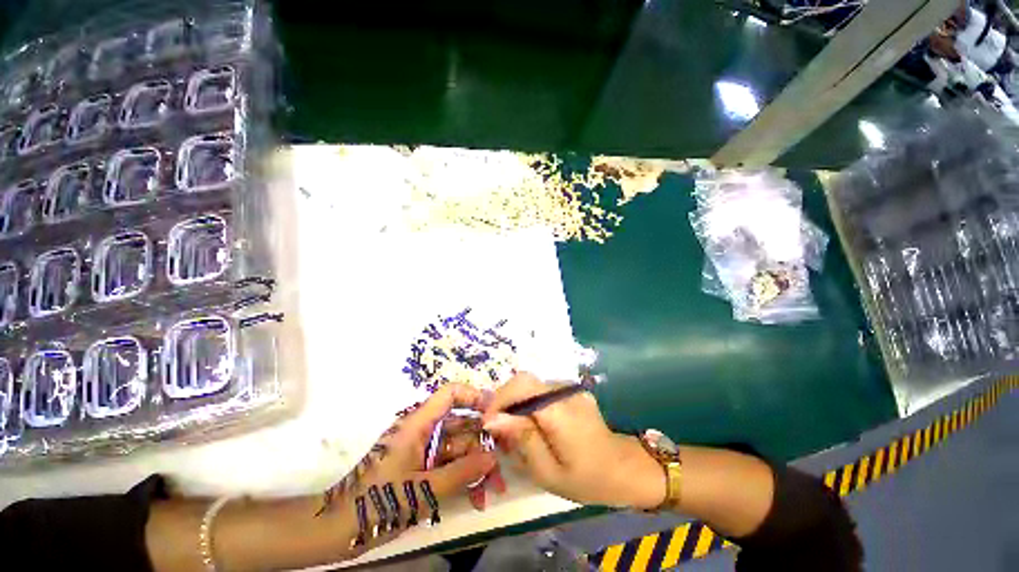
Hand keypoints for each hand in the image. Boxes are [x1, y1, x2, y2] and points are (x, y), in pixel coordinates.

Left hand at [317, 384, 501, 546]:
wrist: (337, 530)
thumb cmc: (377, 503)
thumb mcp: (423, 490)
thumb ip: (460, 473)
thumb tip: (492, 458)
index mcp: (418, 424)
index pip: (450, 394)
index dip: (473, 396)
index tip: (495, 412)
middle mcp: (423, 431)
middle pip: (460, 425)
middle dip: (482, 444)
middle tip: (501, 467)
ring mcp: (422, 450)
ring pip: (457, 448)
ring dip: (476, 466)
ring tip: (492, 490)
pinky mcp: (421, 467)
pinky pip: (449, 465)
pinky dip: (463, 478)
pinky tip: (477, 497)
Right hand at [481, 373, 665, 508]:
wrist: (625, 469)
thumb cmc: (587, 479)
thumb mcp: (548, 471)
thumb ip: (522, 440)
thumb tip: (493, 419)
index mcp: (559, 410)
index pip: (522, 385)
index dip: (500, 398)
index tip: (488, 422)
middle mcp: (565, 391)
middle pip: (525, 381)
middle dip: (505, 401)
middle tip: (498, 429)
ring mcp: (571, 388)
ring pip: (532, 386)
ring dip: (517, 403)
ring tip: (514, 430)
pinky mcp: (573, 391)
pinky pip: (543, 391)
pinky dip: (530, 404)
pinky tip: (533, 425)